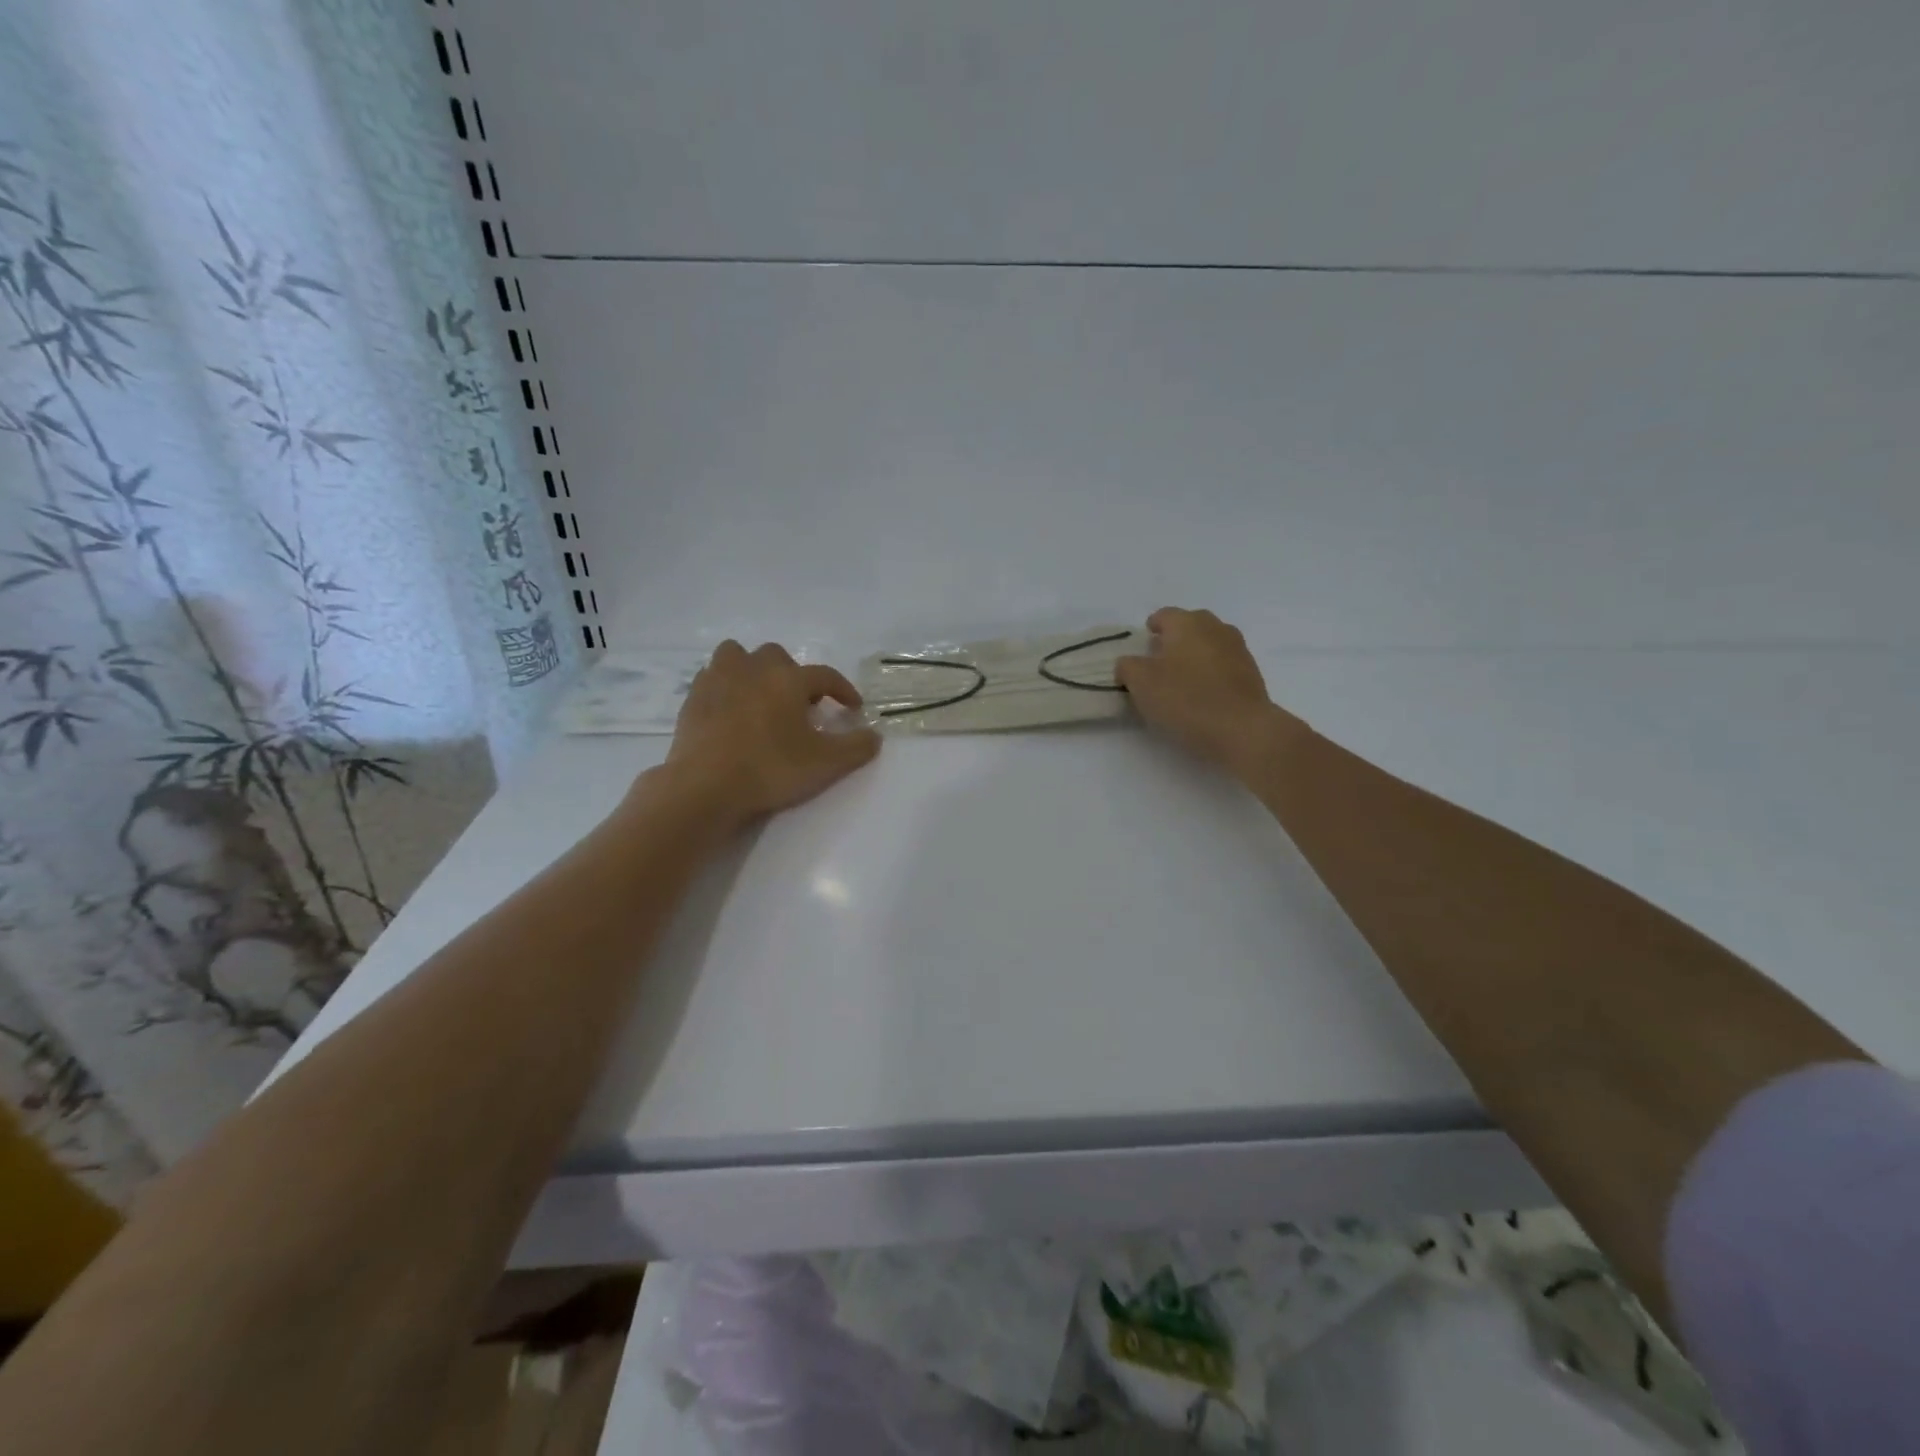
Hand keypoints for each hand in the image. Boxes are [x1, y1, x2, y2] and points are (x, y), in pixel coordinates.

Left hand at [665, 641, 880, 826]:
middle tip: (800, 705)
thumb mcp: (826, 764)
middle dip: (793, 676)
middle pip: (778, 657)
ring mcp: (719, 679)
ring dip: (753, 669)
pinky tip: (731, 708)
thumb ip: (856, 747)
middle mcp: (754, 669)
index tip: (853, 708)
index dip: (843, 690)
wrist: (706, 786)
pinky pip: (712, 676)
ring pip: (738, 655)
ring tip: (761, 695)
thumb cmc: (771, 769)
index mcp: (789, 679)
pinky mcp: (694, 697)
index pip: (825, 676)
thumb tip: (874, 735)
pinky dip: (725, 685)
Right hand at [1116, 608, 1306, 776]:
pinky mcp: (1252, 673)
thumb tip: (1128, 663)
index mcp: (1187, 623)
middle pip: (1189, 626)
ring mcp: (1238, 649)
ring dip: (1193, 657)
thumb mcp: (1141, 683)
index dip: (1149, 630)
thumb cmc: (1186, 699)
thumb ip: (1127, 667)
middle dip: (1173, 641)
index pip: (1162, 615)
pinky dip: (1211, 674)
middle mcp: (1215, 627)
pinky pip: (1223, 665)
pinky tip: (1202, 696)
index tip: (1142, 648)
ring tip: (1180, 682)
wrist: (1242, 729)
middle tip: (1158, 665)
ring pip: (1208, 645)